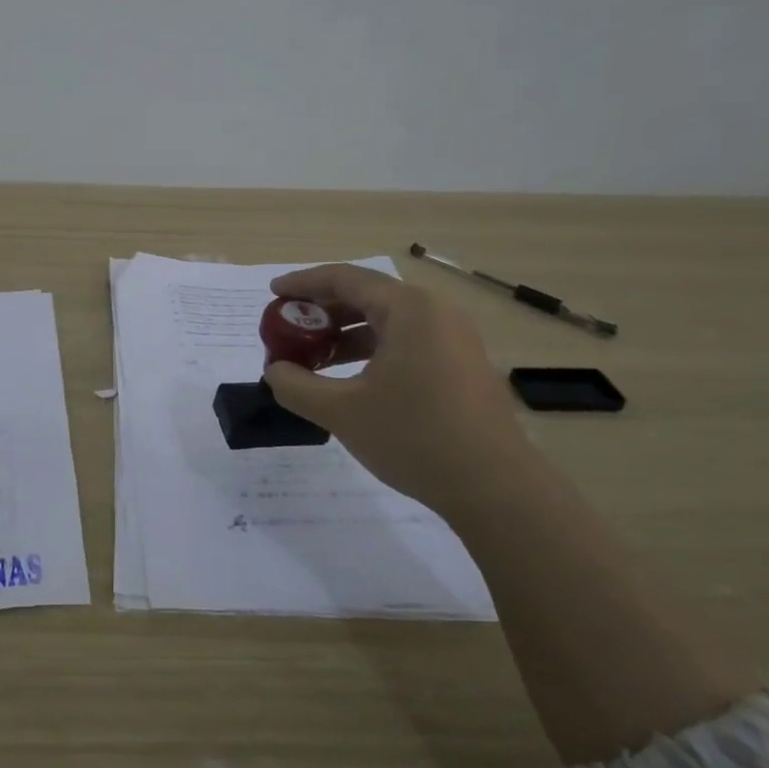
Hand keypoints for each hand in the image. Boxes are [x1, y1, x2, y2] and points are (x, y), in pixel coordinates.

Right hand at [261, 263, 532, 510]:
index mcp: (409, 309)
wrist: (495, 488)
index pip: (345, 279)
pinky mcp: (462, 365)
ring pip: (388, 321)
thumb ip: (295, 386)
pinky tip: (351, 379)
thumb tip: (275, 372)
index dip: (303, 283)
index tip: (273, 294)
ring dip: (345, 333)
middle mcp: (435, 313)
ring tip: (313, 358)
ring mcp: (454, 339)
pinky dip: (372, 350)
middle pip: (368, 295)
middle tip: (288, 328)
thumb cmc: (414, 437)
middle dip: (323, 310)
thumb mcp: (341, 412)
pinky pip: (407, 341)